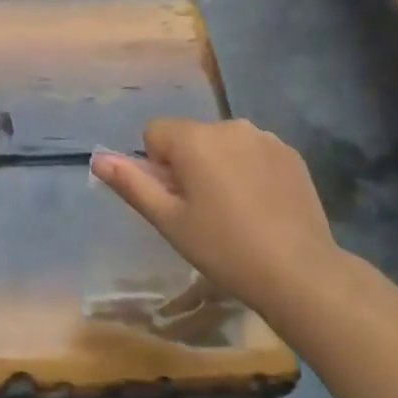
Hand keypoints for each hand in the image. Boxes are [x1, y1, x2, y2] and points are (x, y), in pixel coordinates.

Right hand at [93, 119, 334, 319]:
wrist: (299, 272)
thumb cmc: (224, 248)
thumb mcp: (169, 221)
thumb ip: (132, 184)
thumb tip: (98, 158)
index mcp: (195, 138)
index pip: (155, 132)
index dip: (158, 166)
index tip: (177, 200)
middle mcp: (229, 125)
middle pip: (190, 136)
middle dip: (189, 164)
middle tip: (204, 211)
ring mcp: (265, 137)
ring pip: (223, 143)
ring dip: (220, 165)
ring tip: (236, 211)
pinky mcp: (290, 153)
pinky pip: (254, 151)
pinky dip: (250, 170)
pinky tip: (262, 206)